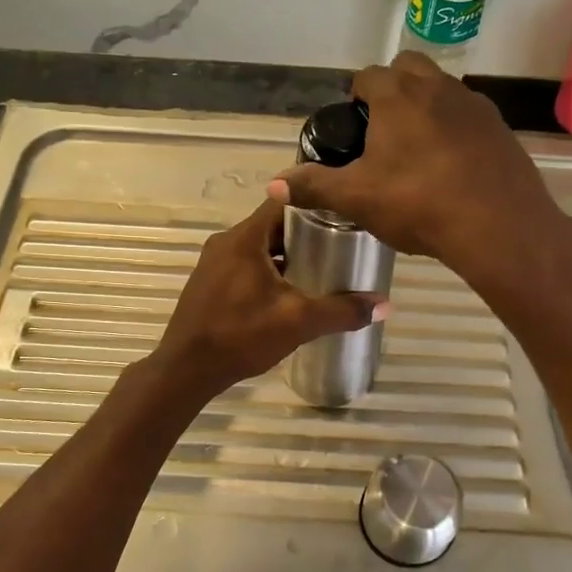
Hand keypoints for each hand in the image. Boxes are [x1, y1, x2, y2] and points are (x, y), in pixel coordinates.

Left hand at [150, 196, 384, 399]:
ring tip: (320, 269)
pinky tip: (288, 293)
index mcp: (245, 238)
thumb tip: (385, 305)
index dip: (314, 203)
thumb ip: (342, 311)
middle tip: (339, 246)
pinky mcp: (209, 283)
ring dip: (286, 255)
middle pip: (273, 225)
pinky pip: (245, 265)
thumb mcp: (298, 322)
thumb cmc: (241, 336)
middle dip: (305, 234)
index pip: (284, 201)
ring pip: (259, 247)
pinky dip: (268, 271)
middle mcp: (226, 242)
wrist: (186, 370)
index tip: (343, 214)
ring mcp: (213, 263)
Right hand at [268, 52, 569, 285]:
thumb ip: (314, 187)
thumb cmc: (419, 204)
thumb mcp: (357, 198)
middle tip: (383, 131)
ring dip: (426, 106)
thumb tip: (273, 185)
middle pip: (409, 68)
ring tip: (418, 150)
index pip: (368, 76)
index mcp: (398, 96)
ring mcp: (475, 105)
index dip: (356, 96)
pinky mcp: (501, 128)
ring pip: (443, 90)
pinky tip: (452, 166)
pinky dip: (456, 129)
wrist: (498, 225)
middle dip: (393, 88)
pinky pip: (470, 117)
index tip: (353, 125)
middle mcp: (438, 87)